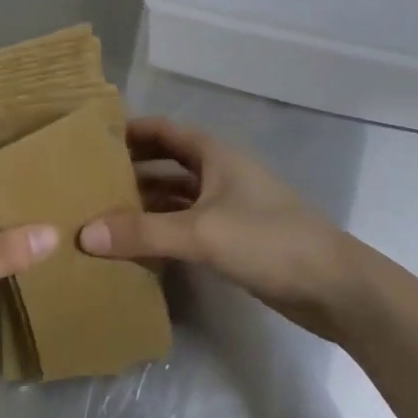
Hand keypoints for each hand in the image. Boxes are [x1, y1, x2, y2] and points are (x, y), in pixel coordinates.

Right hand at [79, 118, 364, 340]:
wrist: (334, 286)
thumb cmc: (268, 240)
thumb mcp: (201, 233)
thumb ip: (143, 233)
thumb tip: (84, 233)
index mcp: (214, 155)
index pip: (163, 131)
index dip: (129, 130)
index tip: (90, 138)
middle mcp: (219, 173)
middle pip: (166, 162)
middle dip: (131, 169)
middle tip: (86, 181)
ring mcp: (228, 206)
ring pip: (176, 196)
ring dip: (145, 202)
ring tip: (102, 213)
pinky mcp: (234, 238)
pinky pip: (187, 224)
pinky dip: (162, 229)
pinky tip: (137, 245)